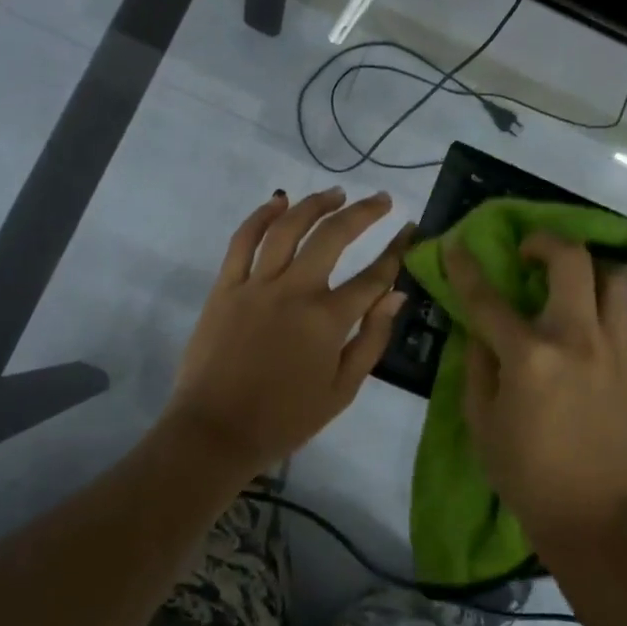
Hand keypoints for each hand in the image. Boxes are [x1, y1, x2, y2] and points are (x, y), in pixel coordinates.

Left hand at [161, 188, 412, 480]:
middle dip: (363, 212)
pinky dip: (260, 215)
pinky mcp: (225, 286)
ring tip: (336, 193)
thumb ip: (371, 339)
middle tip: (382, 200)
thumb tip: (396, 295)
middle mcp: (294, 291)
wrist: (216, 433)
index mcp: (327, 320)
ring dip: (315, 204)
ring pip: (288, 227)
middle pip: (333, 236)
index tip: (411, 230)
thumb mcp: (342, 391)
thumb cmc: (285, 419)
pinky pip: (242, 240)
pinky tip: (279, 200)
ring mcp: (256, 285)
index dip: (397, 250)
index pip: (373, 276)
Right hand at [444, 232, 626, 549]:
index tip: (455, 245)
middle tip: (528, 253)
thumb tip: (479, 331)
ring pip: (614, 278)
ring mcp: (615, 350)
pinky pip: (623, 317)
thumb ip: (477, 365)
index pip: (489, 298)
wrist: (594, 516)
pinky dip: (602, 308)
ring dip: (587, 268)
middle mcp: (577, 340)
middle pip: (571, 260)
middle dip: (545, 242)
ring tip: (569, 281)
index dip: (466, 267)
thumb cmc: (525, 473)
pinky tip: (586, 330)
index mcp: (530, 356)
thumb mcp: (481, 420)